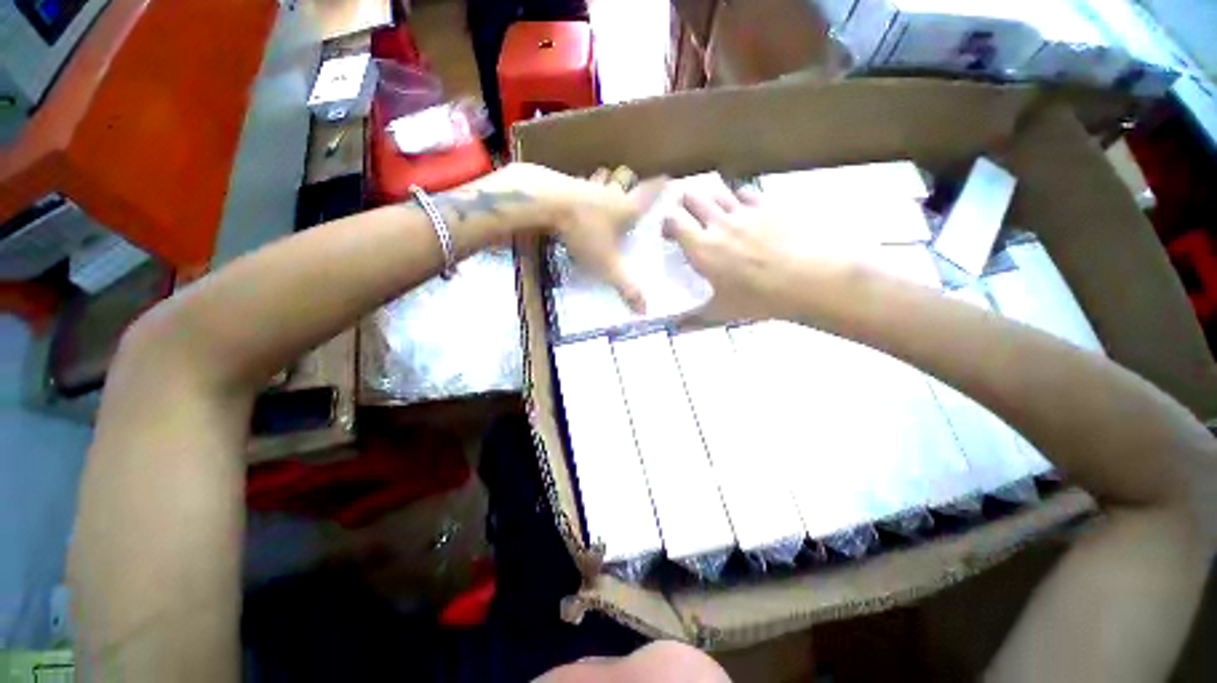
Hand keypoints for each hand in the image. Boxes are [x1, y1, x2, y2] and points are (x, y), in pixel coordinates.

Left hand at [483, 163, 663, 311]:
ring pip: (602, 178)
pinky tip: (573, 196)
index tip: (667, 177)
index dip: (660, 186)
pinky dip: (580, 187)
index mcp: (627, 208)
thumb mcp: (607, 265)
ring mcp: (587, 185)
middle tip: (631, 186)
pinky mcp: (564, 184)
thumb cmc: (584, 233)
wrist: (548, 204)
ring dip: (606, 180)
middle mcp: (610, 193)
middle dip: (630, 181)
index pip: (649, 193)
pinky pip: (578, 184)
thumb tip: (644, 311)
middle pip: (625, 179)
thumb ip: (625, 287)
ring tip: (605, 184)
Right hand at [662, 186, 853, 321]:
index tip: (669, 235)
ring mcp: (744, 211)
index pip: (673, 221)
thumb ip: (693, 319)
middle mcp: (718, 223)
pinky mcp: (767, 205)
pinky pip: (745, 192)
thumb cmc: (759, 299)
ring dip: (710, 200)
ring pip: (717, 191)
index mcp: (702, 248)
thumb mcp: (721, 312)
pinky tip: (743, 211)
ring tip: (715, 215)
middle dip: (685, 205)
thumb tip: (673, 328)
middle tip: (689, 221)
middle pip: (692, 197)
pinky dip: (738, 198)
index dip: (667, 224)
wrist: (808, 280)